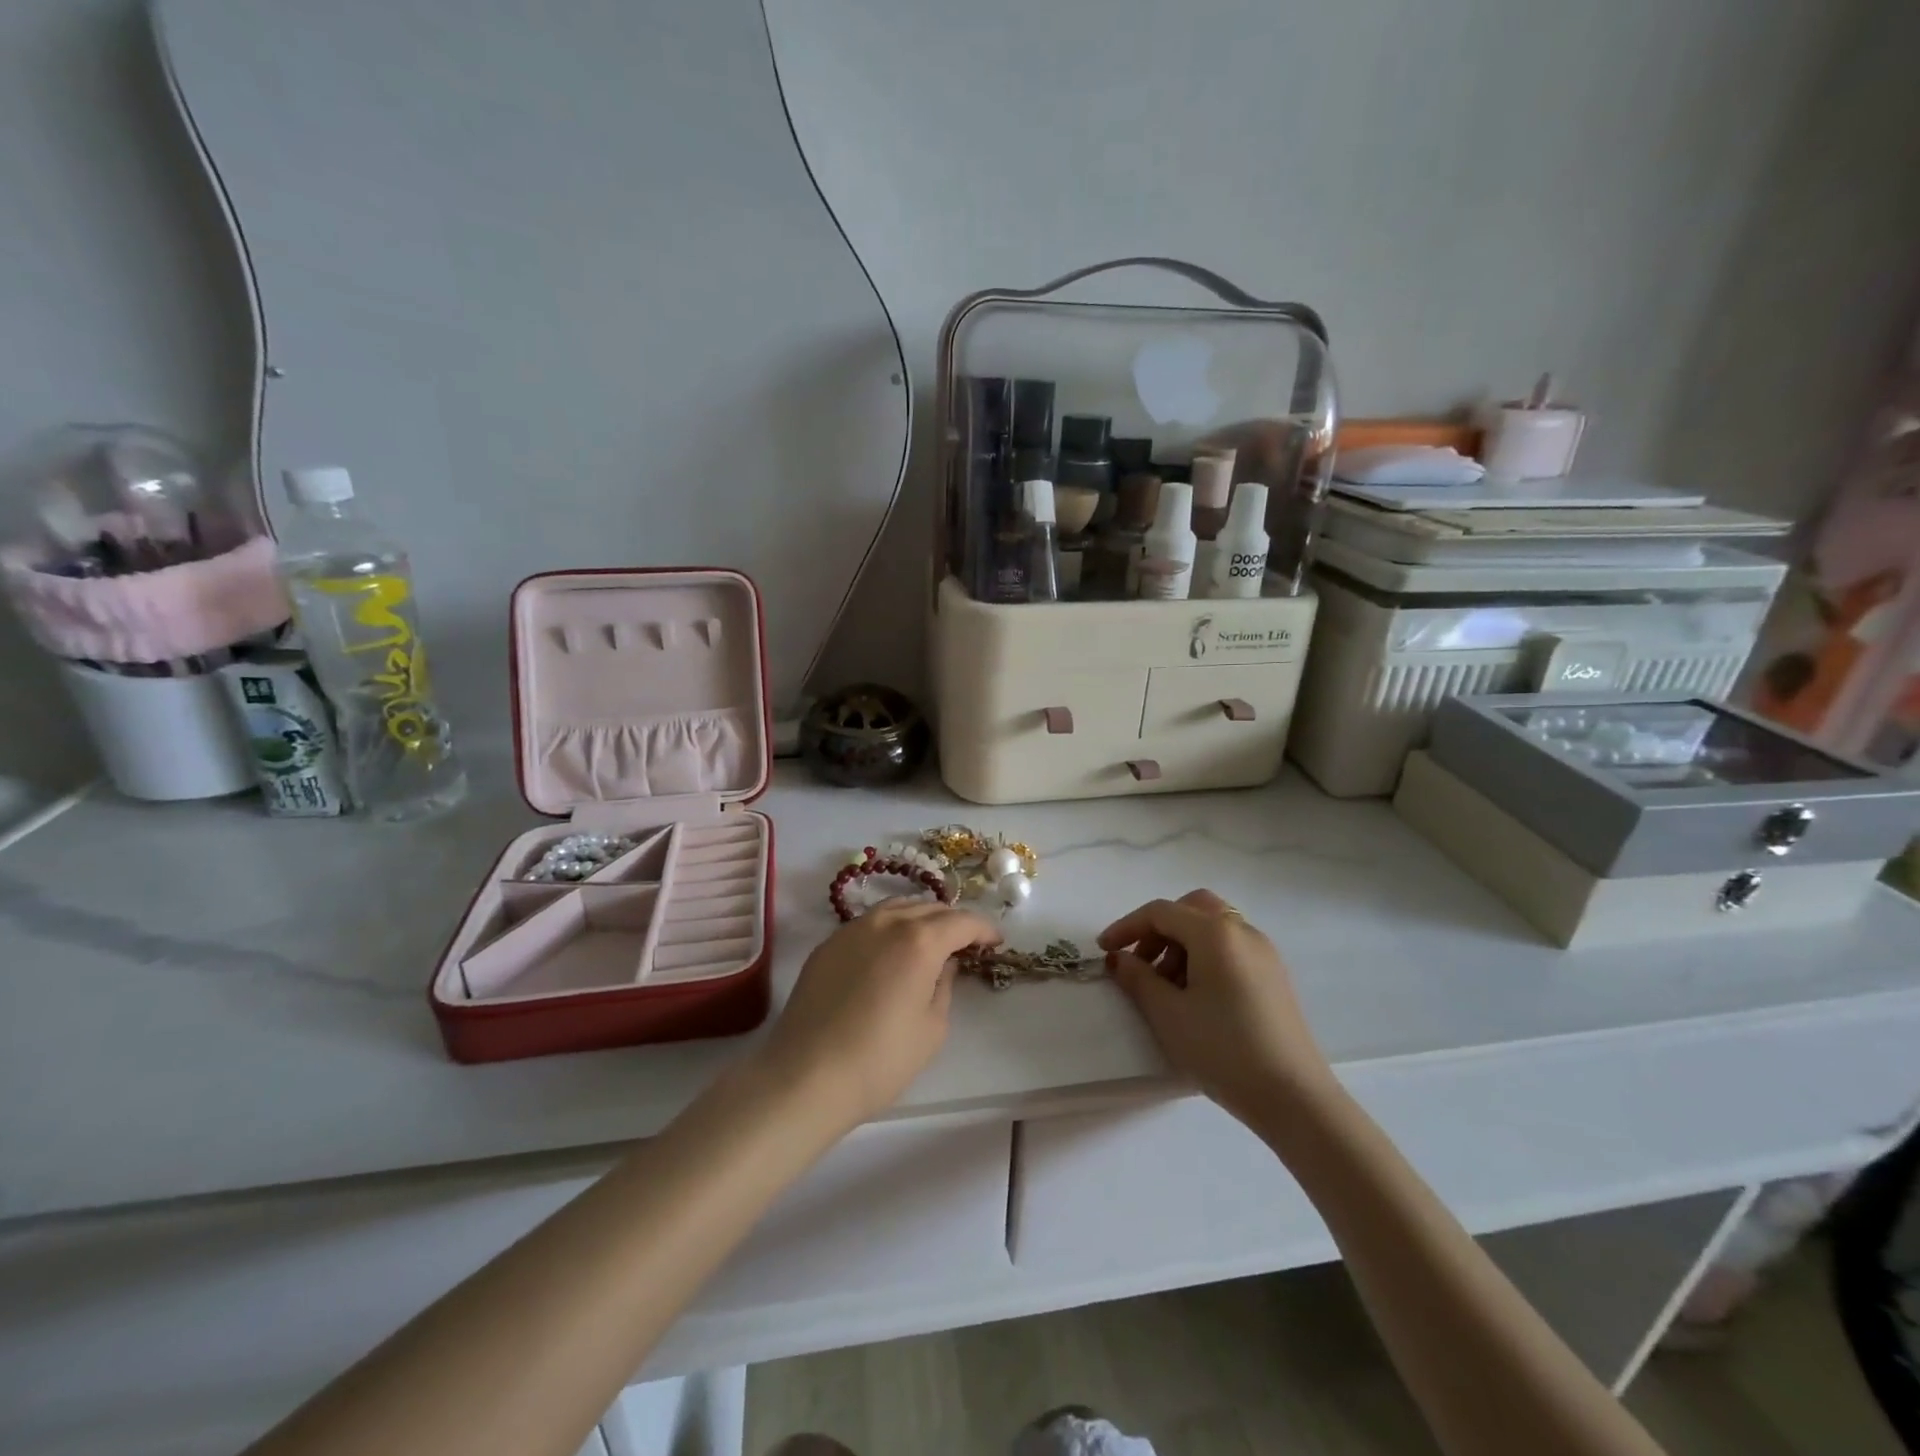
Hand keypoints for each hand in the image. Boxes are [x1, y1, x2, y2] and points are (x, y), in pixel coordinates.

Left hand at [758, 902, 1002, 1128]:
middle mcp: (886, 922)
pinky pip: (869, 923)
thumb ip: (944, 985)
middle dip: (953, 921)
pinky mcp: (828, 944)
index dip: (983, 929)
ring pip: (896, 908)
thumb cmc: (880, 1059)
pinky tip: (891, 952)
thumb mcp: (932, 1028)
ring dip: (920, 918)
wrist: (805, 1076)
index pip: (961, 921)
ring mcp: (852, 929)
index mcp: (919, 940)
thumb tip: (943, 964)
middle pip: (929, 908)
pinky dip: (890, 928)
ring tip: (931, 940)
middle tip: (966, 943)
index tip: (995, 942)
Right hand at [1099, 889, 1333, 1123]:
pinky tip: (1195, 997)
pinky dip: (1205, 957)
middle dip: (1158, 930)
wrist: (1294, 1098)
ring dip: (1181, 944)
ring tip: (1165, 989)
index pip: (1161, 912)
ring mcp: (1264, 953)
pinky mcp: (1274, 976)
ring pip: (1212, 928)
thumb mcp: (1168, 1014)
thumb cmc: (1223, 1050)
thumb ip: (1137, 978)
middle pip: (1191, 909)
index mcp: (1215, 933)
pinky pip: (1231, 948)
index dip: (1126, 927)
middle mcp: (1242, 932)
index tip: (1103, 951)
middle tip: (1140, 963)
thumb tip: (1119, 958)